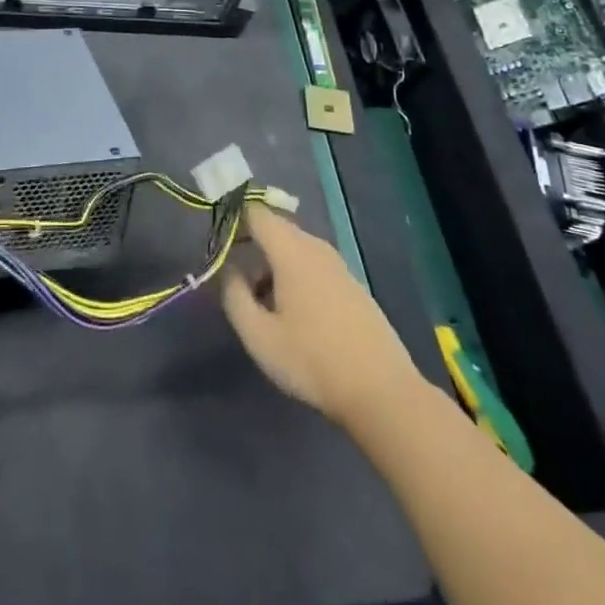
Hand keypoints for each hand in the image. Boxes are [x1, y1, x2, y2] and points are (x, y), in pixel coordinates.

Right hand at [222, 205, 424, 426]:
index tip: (221, 243)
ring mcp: (340, 266)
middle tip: (240, 286)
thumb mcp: (259, 337)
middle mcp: (316, 248)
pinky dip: (298, 278)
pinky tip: (298, 318)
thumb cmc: (313, 361)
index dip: (236, 220)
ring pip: (297, 250)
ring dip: (276, 267)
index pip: (258, 213)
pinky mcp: (354, 286)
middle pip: (278, 230)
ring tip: (267, 308)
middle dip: (255, 248)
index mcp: (292, 251)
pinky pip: (315, 267)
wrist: (382, 391)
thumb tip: (231, 270)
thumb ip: (235, 297)